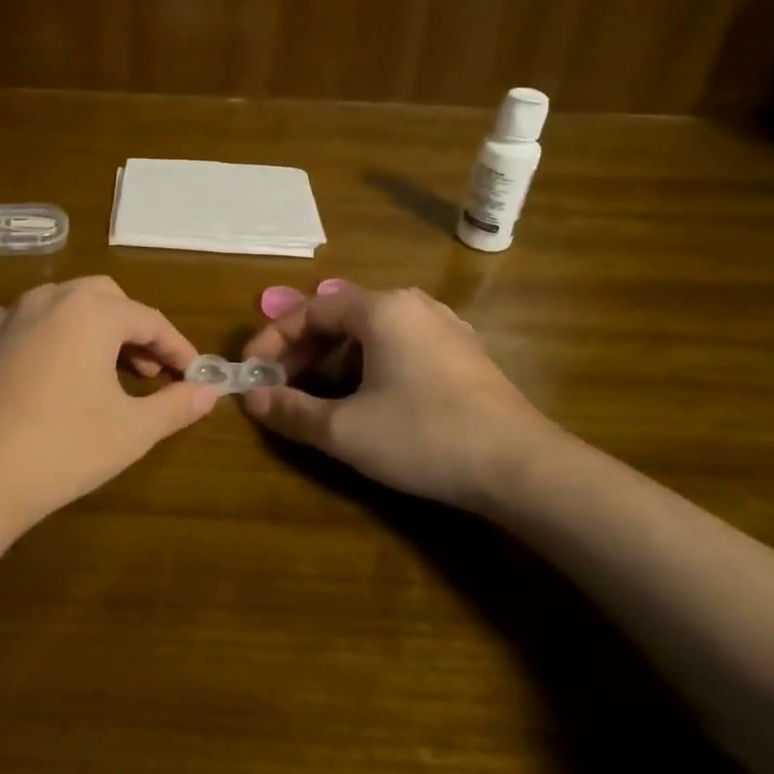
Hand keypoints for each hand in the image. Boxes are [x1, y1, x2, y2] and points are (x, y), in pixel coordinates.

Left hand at [0, 277, 217, 539]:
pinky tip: (43, 371)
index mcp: (91, 312)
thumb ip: (177, 405)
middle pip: (104, 299)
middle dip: (132, 329)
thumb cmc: (63, 448)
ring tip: (98, 371)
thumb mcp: (133, 430)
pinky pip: (19, 324)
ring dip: (88, 330)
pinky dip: (43, 337)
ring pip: (59, 305)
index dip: (176, 348)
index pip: (149, 320)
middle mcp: (48, 298)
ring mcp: (4, 316)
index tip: (193, 376)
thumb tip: (210, 392)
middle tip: (145, 371)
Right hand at [241, 282, 566, 512]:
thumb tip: (253, 401)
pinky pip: (400, 344)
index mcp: (381, 309)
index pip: (311, 309)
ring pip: (371, 330)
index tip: (251, 370)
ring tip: (317, 391)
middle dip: (303, 348)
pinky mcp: (463, 354)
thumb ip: (292, 411)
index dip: (273, 337)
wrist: (522, 468)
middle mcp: (412, 305)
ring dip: (334, 357)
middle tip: (279, 383)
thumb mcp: (345, 430)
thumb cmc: (424, 436)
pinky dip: (369, 362)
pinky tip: (367, 396)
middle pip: (341, 315)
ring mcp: (443, 327)